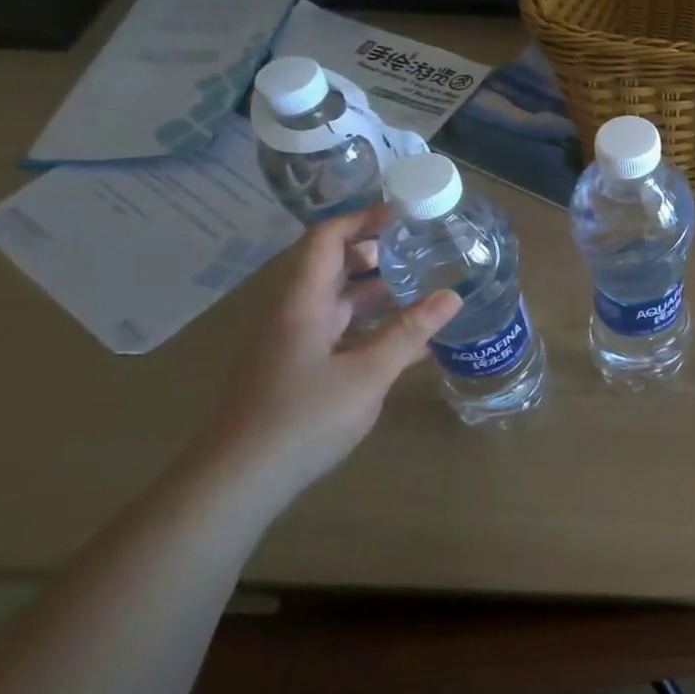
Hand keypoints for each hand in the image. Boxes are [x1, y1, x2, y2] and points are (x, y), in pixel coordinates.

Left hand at [201, 206, 460, 490]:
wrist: (242, 480)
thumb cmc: (303, 416)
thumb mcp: (367, 373)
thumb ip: (410, 332)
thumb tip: (452, 296)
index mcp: (302, 303)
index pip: (326, 240)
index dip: (362, 219)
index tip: (403, 213)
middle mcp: (294, 315)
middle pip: (332, 267)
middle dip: (375, 253)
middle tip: (421, 250)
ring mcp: (294, 344)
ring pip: (338, 302)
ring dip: (376, 291)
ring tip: (422, 287)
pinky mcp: (299, 370)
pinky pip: (339, 332)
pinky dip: (371, 327)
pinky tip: (406, 341)